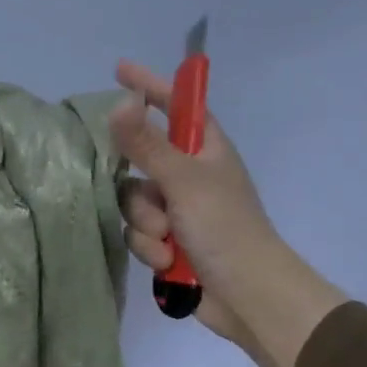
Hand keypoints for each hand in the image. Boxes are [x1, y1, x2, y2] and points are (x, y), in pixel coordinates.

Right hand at [108, 60, 345, 366]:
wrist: (247, 296)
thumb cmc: (225, 227)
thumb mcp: (183, 180)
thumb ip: (147, 144)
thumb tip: (118, 102)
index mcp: (206, 150)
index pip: (176, 106)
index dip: (150, 86)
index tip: (119, 71)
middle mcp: (190, 175)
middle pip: (140, 163)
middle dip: (141, 190)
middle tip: (156, 205)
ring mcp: (179, 211)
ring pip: (134, 203)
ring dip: (146, 225)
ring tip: (168, 242)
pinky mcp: (169, 242)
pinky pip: (139, 234)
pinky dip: (150, 249)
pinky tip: (168, 263)